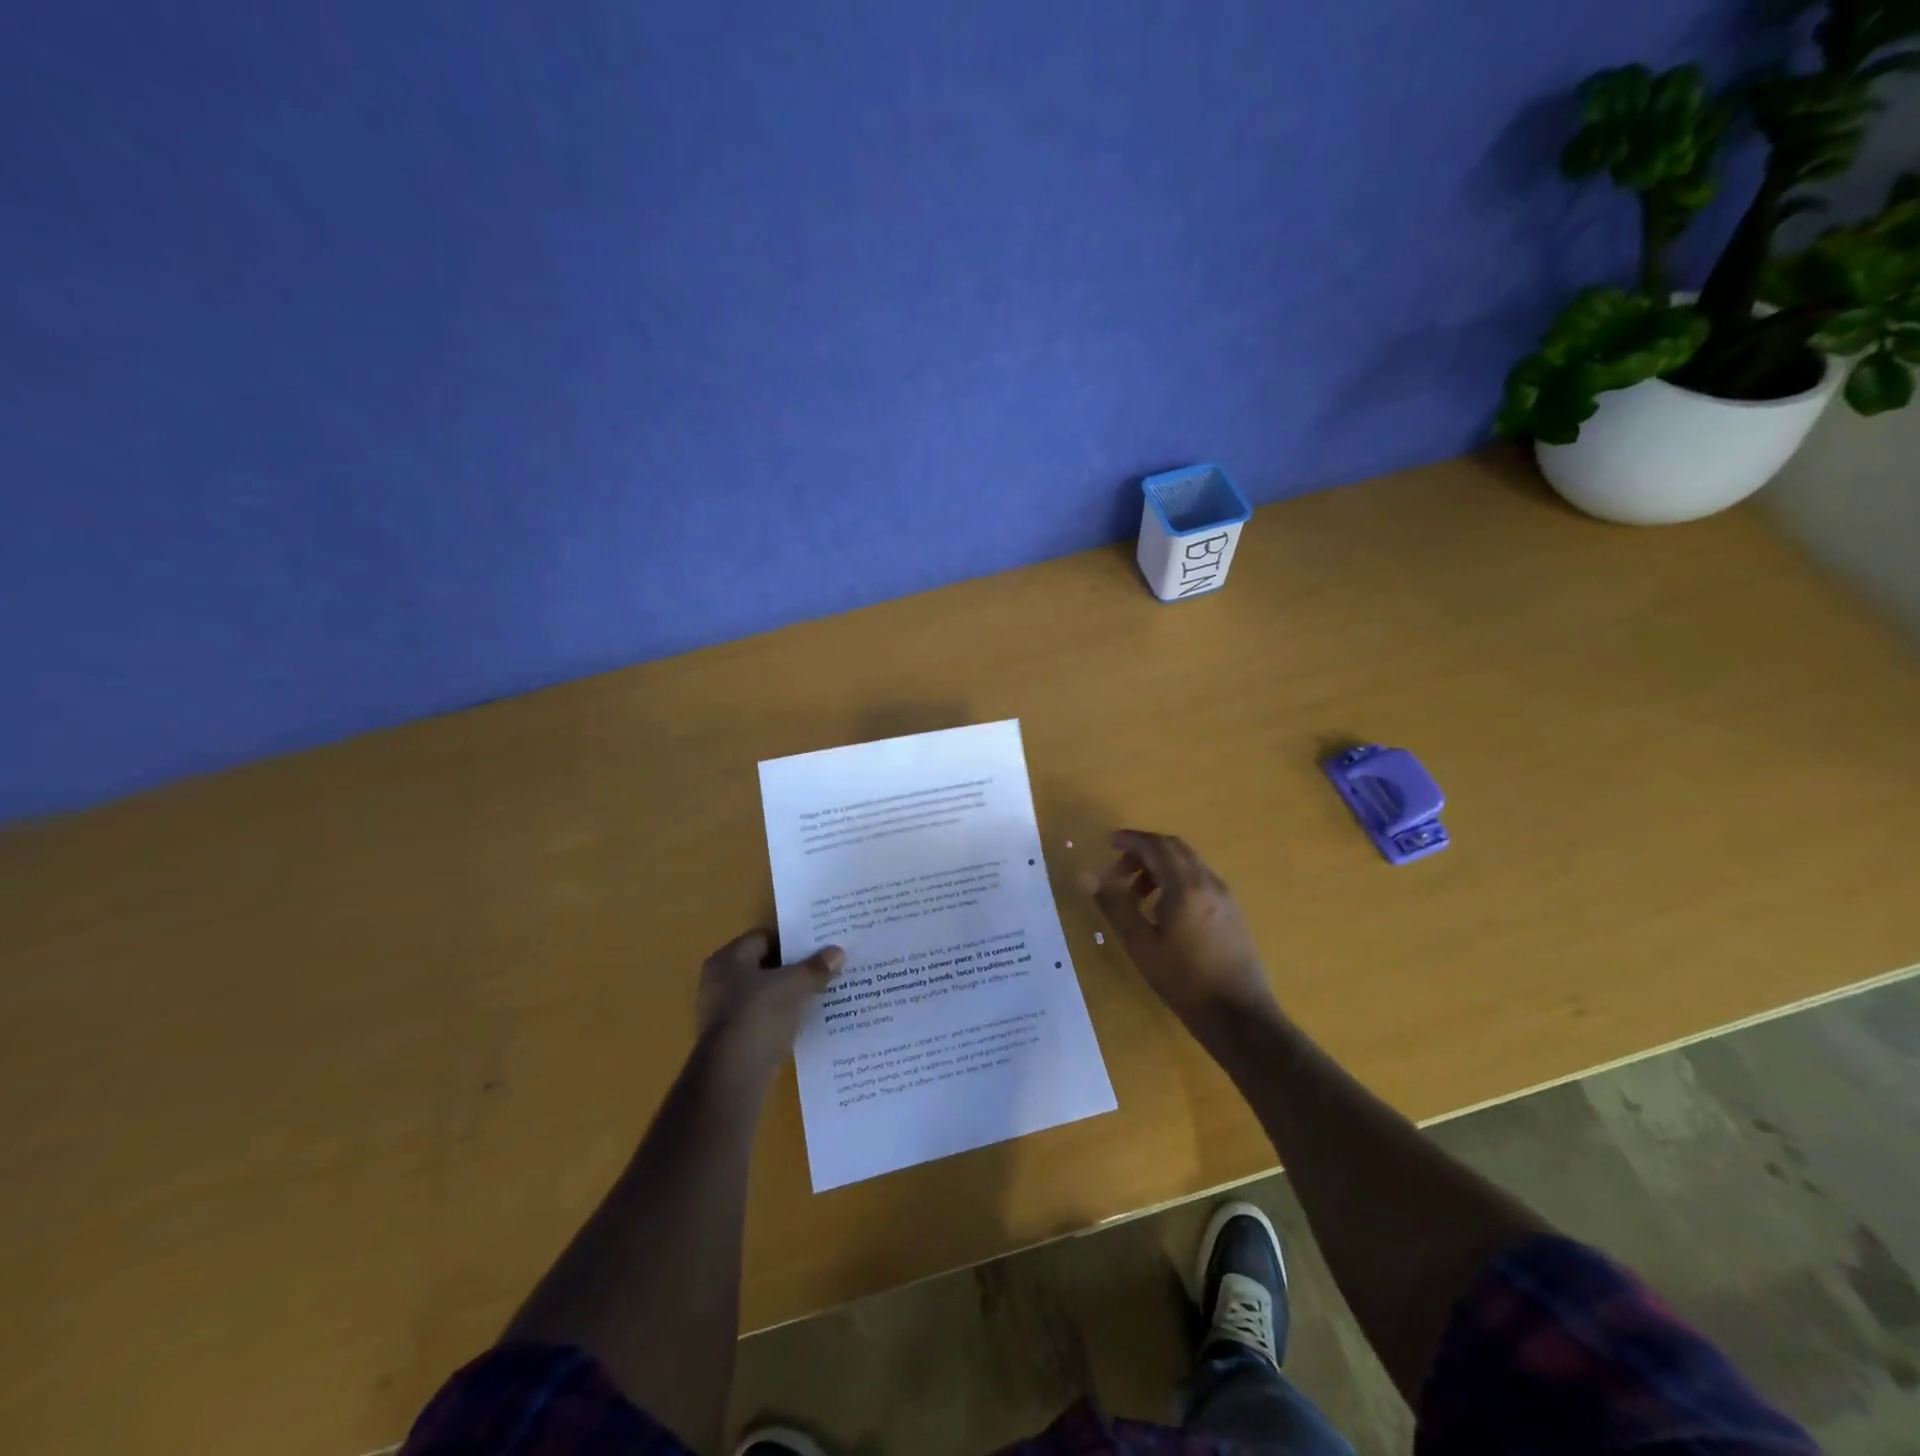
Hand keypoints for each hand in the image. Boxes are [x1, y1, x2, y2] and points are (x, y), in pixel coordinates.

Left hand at [695, 930, 844, 1080]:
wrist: (733, 1076)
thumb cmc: (759, 1016)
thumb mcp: (794, 986)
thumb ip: (816, 968)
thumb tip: (838, 952)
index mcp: (728, 959)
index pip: (763, 937)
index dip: (792, 940)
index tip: (819, 946)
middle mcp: (719, 982)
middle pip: (764, 966)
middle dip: (793, 968)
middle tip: (825, 968)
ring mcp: (722, 1013)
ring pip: (764, 995)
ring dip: (789, 995)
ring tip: (821, 994)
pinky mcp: (731, 1041)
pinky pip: (762, 1020)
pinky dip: (781, 1019)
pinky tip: (805, 1022)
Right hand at [1079, 830, 1275, 1029]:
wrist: (1239, 1016)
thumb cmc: (1184, 980)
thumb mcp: (1140, 944)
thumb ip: (1114, 904)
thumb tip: (1084, 875)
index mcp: (1186, 886)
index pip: (1156, 845)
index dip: (1130, 839)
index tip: (1107, 843)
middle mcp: (1209, 882)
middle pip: (1174, 848)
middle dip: (1144, 852)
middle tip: (1118, 871)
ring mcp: (1225, 896)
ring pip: (1188, 864)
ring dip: (1160, 868)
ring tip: (1137, 896)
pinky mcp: (1232, 911)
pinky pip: (1200, 881)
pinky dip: (1177, 881)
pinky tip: (1164, 912)